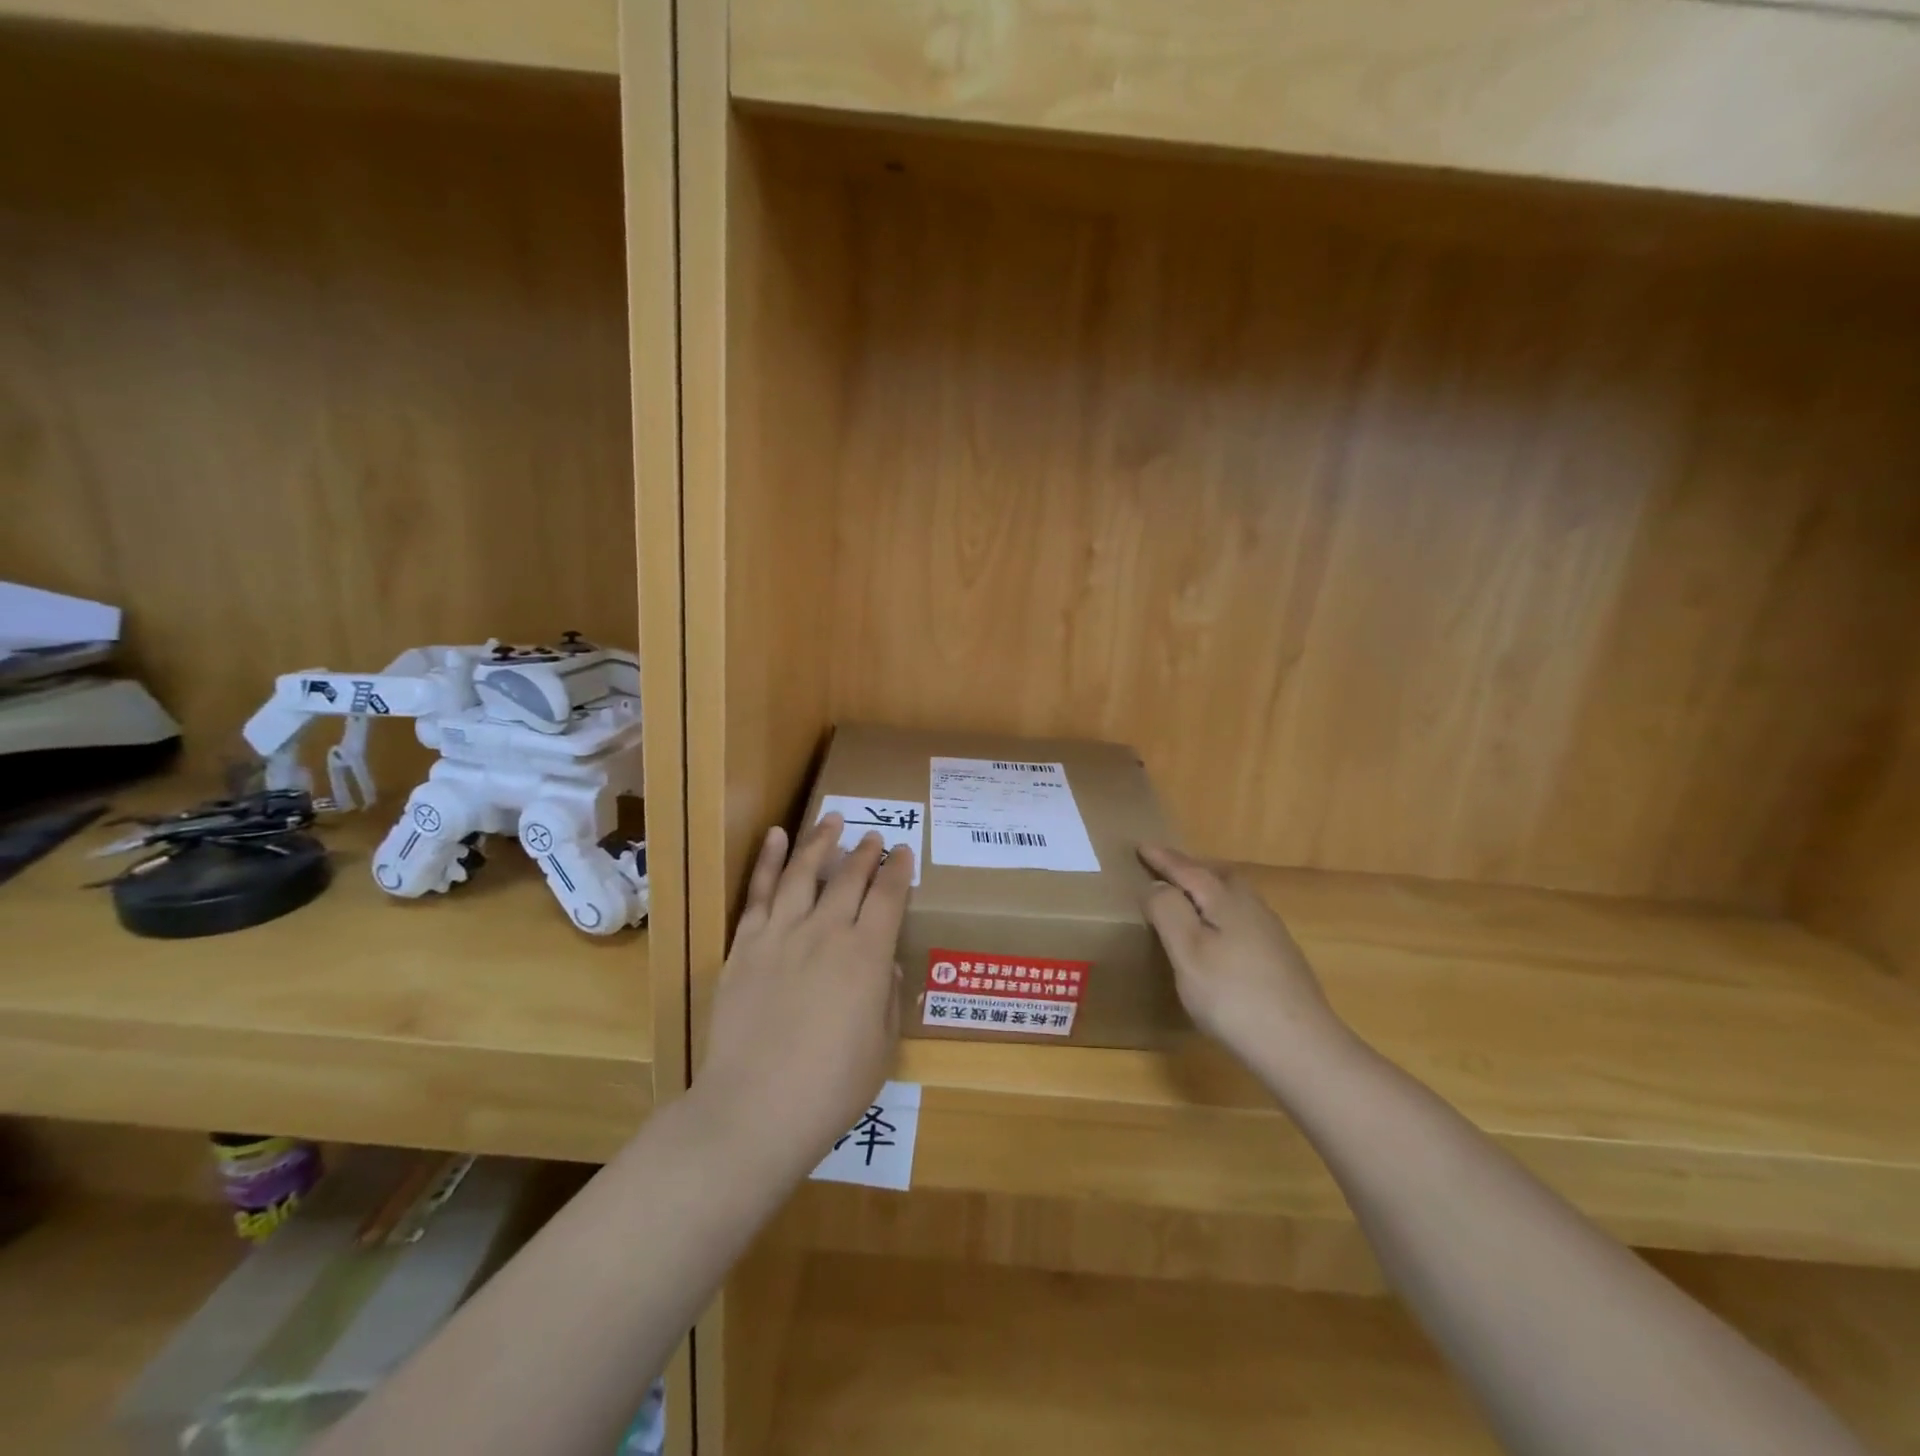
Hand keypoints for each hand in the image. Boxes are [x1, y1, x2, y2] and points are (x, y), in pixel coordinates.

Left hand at [696, 815, 912, 1174]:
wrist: (754, 1109)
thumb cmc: (830, 1088)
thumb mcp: (881, 1048)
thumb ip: (887, 997)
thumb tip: (884, 962)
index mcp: (866, 955)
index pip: (889, 897)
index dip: (899, 871)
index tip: (904, 852)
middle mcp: (826, 932)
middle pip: (850, 878)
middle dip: (866, 852)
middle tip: (875, 836)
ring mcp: (781, 934)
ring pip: (803, 872)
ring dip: (821, 842)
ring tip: (832, 819)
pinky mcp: (745, 945)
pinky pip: (758, 892)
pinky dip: (767, 860)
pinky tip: (775, 836)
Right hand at [1140, 845, 1345, 1073]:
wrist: (1301, 1047)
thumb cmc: (1233, 996)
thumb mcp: (1187, 952)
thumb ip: (1168, 911)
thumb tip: (1157, 884)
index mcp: (1226, 901)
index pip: (1188, 870)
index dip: (1163, 859)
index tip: (1141, 846)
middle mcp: (1252, 908)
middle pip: (1219, 877)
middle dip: (1191, 870)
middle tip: (1166, 871)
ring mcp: (1272, 935)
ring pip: (1235, 899)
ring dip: (1210, 892)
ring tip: (1188, 902)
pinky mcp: (1281, 960)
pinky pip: (1244, 920)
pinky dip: (1223, 916)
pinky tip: (1220, 939)